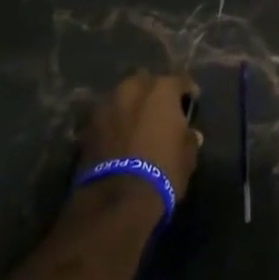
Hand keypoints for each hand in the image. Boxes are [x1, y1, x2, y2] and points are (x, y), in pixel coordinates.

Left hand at [78, 71, 201, 199]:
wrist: (116, 199)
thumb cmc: (162, 171)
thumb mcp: (187, 156)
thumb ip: (188, 138)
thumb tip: (189, 133)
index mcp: (161, 90)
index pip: (180, 80)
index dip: (187, 91)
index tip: (191, 102)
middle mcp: (132, 89)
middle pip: (146, 83)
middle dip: (153, 93)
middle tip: (160, 112)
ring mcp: (106, 105)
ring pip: (123, 97)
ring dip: (130, 106)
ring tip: (137, 124)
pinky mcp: (87, 126)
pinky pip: (107, 117)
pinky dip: (114, 123)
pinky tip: (119, 138)